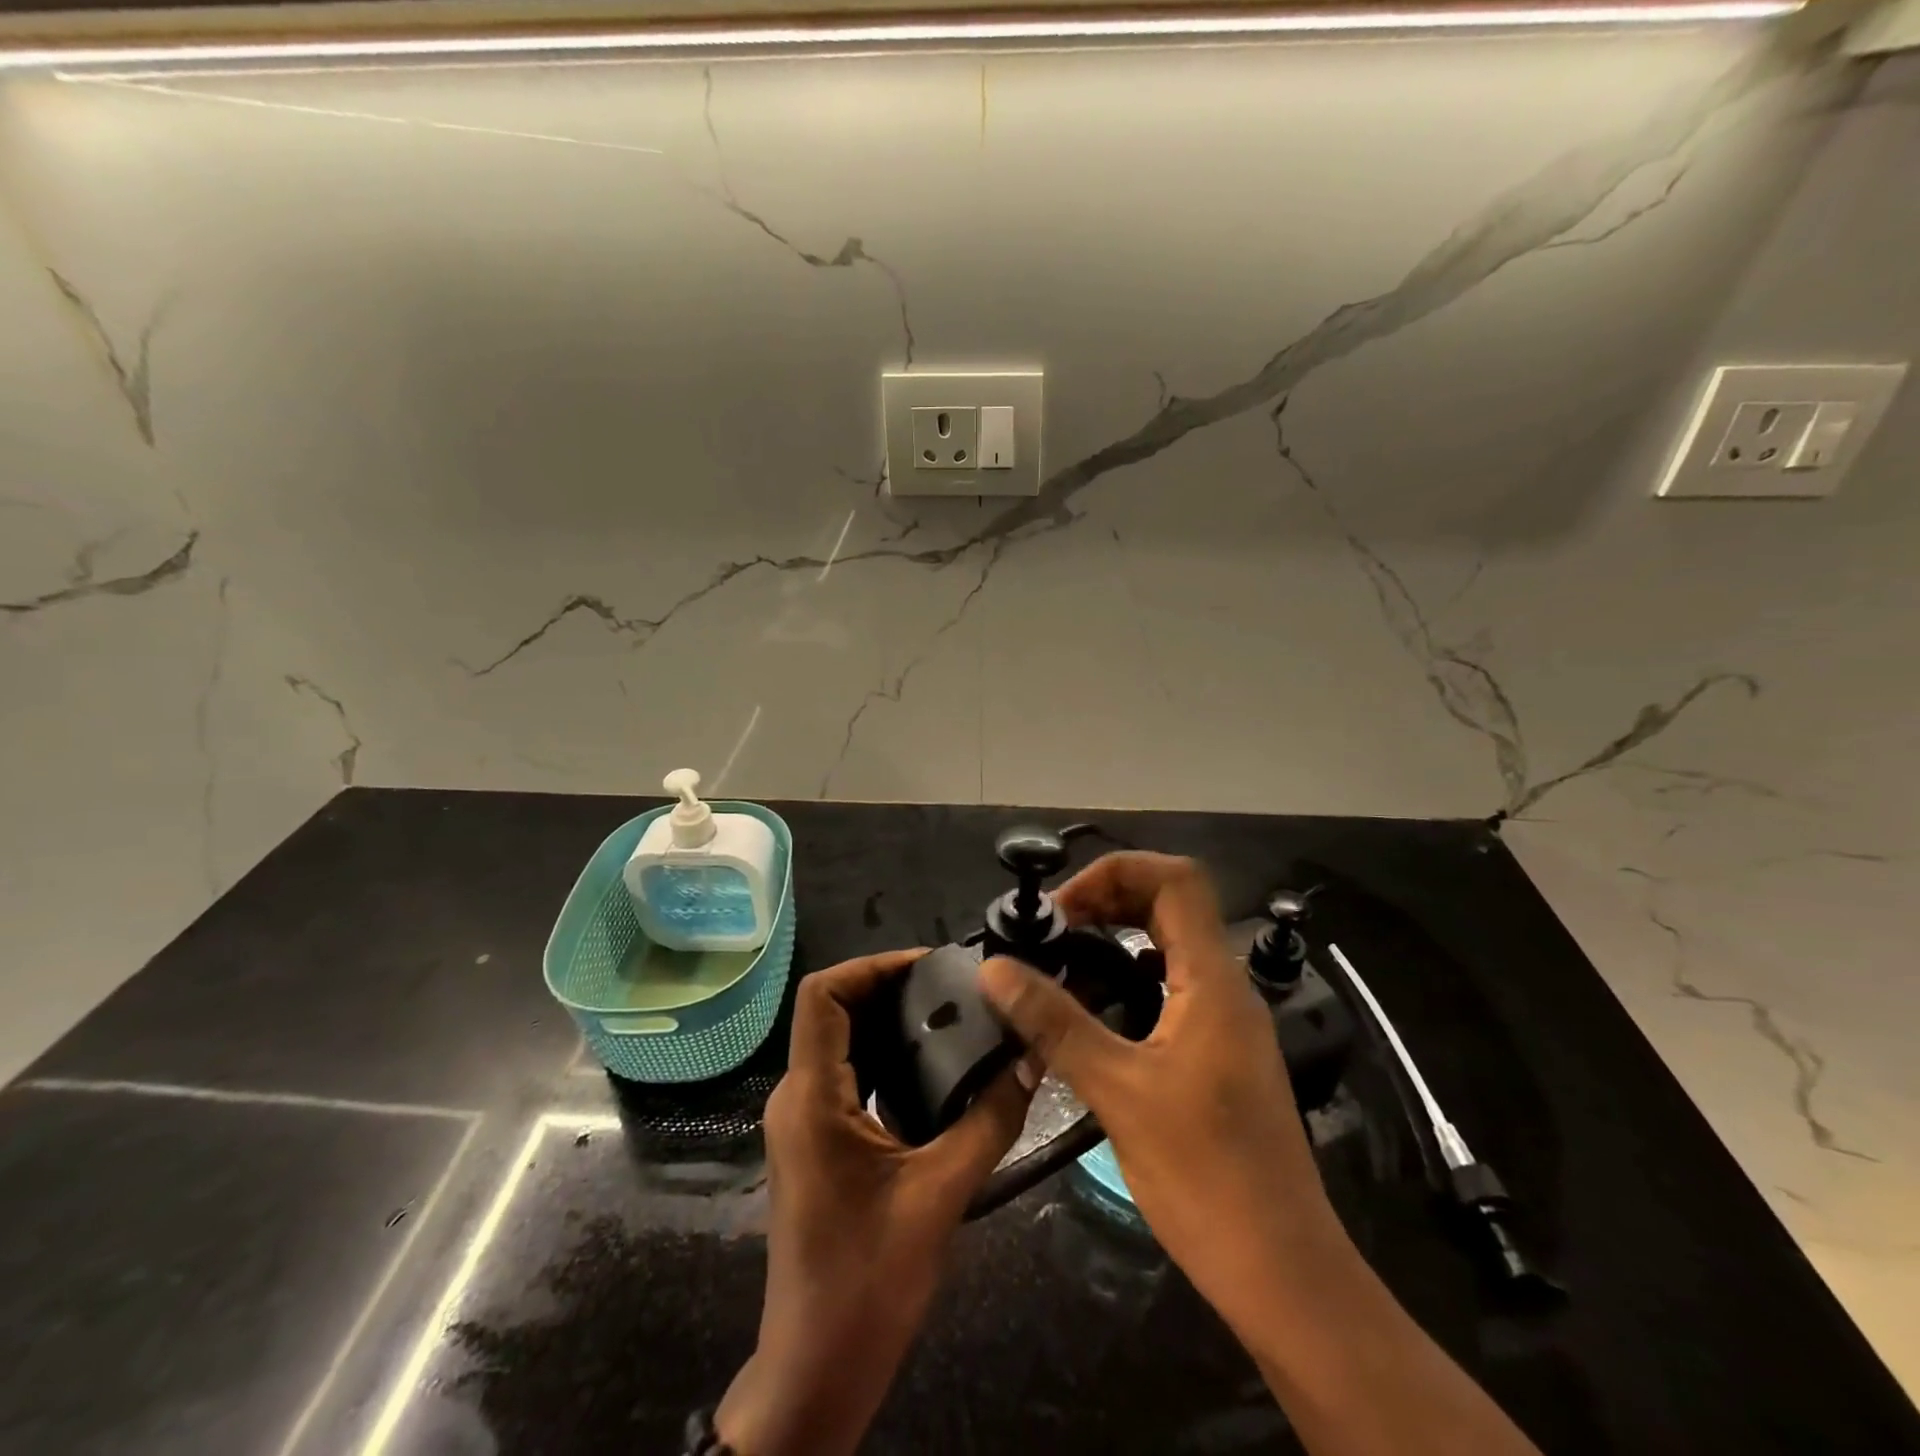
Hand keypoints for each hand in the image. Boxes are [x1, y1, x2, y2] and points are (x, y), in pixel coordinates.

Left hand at [717, 949, 1031, 1455]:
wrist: (817, 1370)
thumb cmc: (869, 1280)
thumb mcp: (941, 1194)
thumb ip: (989, 1120)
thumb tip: (1031, 1061)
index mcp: (812, 1096)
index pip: (822, 995)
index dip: (870, 966)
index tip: (929, 967)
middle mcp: (797, 1096)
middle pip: (833, 1011)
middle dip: (889, 989)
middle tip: (953, 988)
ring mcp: (803, 1121)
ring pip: (839, 1042)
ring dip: (888, 1021)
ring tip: (950, 1015)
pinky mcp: (816, 1142)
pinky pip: (845, 1075)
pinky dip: (883, 1055)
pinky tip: (932, 1066)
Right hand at [978, 853, 1349, 1338]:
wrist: (1283, 1274)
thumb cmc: (1206, 1177)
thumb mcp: (1118, 1092)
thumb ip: (1054, 1022)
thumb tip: (994, 968)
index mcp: (1214, 981)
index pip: (1176, 880)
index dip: (1117, 872)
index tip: (1064, 908)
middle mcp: (1227, 988)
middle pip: (1172, 904)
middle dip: (1109, 899)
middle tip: (1054, 928)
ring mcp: (1226, 1022)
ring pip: (1171, 947)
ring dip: (1118, 937)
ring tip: (1062, 959)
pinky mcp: (1218, 1053)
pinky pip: (1172, 987)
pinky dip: (1129, 978)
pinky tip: (1091, 1011)